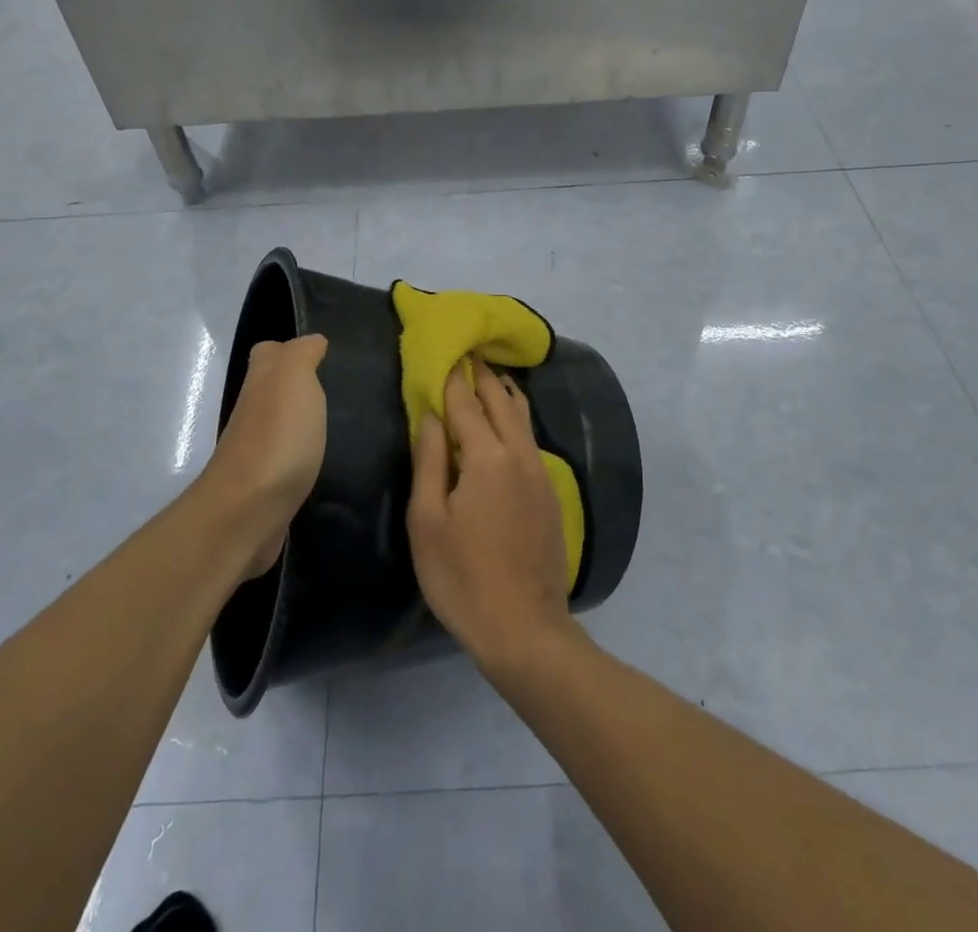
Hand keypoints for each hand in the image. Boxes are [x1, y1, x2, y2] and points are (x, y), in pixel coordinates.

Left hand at [200, 335, 327, 580]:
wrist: (247, 512)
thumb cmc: (277, 437)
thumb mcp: (293, 378)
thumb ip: (301, 354)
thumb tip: (313, 342)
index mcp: (260, 382)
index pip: (269, 353)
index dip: (290, 350)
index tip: (322, 356)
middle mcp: (252, 412)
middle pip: (272, 389)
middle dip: (298, 387)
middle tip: (337, 390)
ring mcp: (256, 452)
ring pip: (278, 425)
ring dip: (301, 424)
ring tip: (338, 425)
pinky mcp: (265, 487)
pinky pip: (285, 461)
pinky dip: (300, 458)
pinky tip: (323, 462)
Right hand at [408, 360, 575, 672]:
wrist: (524, 628)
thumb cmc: (462, 576)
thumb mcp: (428, 521)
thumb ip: (429, 461)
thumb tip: (430, 416)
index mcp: (487, 457)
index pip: (465, 402)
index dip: (451, 376)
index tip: (444, 350)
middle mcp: (519, 454)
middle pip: (500, 400)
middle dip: (482, 374)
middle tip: (467, 352)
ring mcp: (540, 472)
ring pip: (522, 416)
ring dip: (504, 391)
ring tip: (490, 374)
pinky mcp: (550, 492)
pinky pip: (530, 438)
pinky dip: (515, 417)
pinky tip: (507, 421)